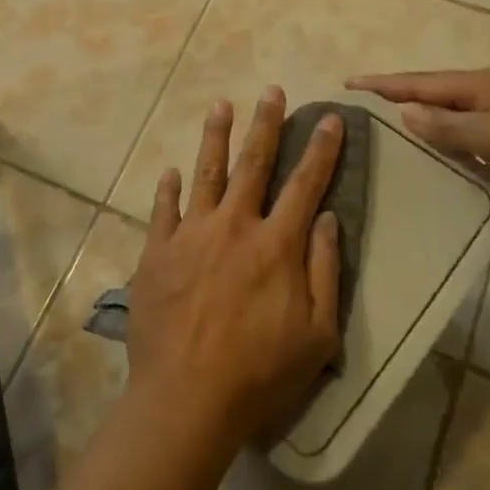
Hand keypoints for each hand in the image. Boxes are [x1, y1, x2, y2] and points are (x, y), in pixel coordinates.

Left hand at [127, 87, 343, 451]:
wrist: (187, 397)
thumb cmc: (260, 373)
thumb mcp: (317, 334)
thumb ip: (324, 270)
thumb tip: (326, 218)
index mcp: (276, 245)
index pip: (305, 184)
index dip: (322, 150)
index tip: (331, 119)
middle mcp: (234, 226)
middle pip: (254, 163)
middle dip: (266, 124)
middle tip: (271, 91)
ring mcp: (191, 234)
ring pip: (206, 172)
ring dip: (215, 136)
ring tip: (220, 105)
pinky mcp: (158, 251)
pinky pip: (163, 209)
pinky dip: (168, 188)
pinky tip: (171, 171)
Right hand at [346, 67, 489, 234]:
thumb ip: (449, 126)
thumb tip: (404, 111)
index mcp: (484, 86)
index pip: (421, 82)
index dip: (384, 83)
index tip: (348, 84)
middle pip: (433, 97)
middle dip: (397, 100)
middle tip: (359, 114)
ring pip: (451, 122)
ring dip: (422, 128)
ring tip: (385, 140)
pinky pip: (470, 145)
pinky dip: (449, 152)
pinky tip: (434, 169)